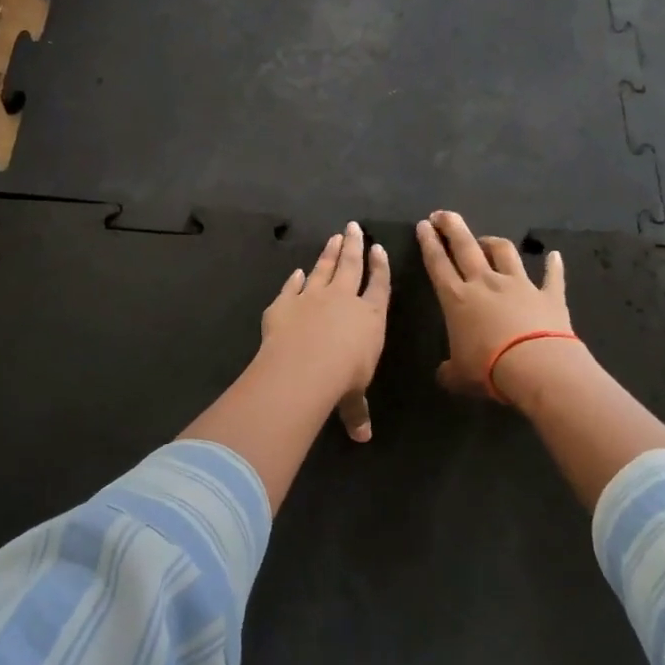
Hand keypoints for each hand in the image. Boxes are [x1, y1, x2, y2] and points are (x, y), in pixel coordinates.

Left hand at [260, 222, 390, 440]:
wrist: (304, 366)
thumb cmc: (342, 379)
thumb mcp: (353, 399)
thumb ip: (357, 412)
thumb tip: (363, 437)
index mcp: (370, 317)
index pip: (379, 286)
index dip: (380, 267)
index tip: (379, 249)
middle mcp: (344, 300)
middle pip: (351, 265)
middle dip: (354, 246)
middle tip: (354, 227)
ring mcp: (312, 297)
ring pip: (324, 268)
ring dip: (329, 252)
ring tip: (335, 237)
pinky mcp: (284, 303)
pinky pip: (292, 287)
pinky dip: (295, 279)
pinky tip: (297, 272)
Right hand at [416, 210, 579, 402]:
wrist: (537, 367)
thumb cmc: (488, 369)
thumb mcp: (458, 376)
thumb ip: (448, 371)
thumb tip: (443, 374)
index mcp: (457, 299)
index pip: (437, 264)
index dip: (428, 243)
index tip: (423, 225)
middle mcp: (486, 283)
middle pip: (466, 246)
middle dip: (452, 227)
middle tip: (443, 214)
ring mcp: (519, 285)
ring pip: (504, 252)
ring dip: (493, 242)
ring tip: (486, 240)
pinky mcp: (549, 295)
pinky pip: (552, 276)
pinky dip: (553, 266)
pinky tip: (554, 256)